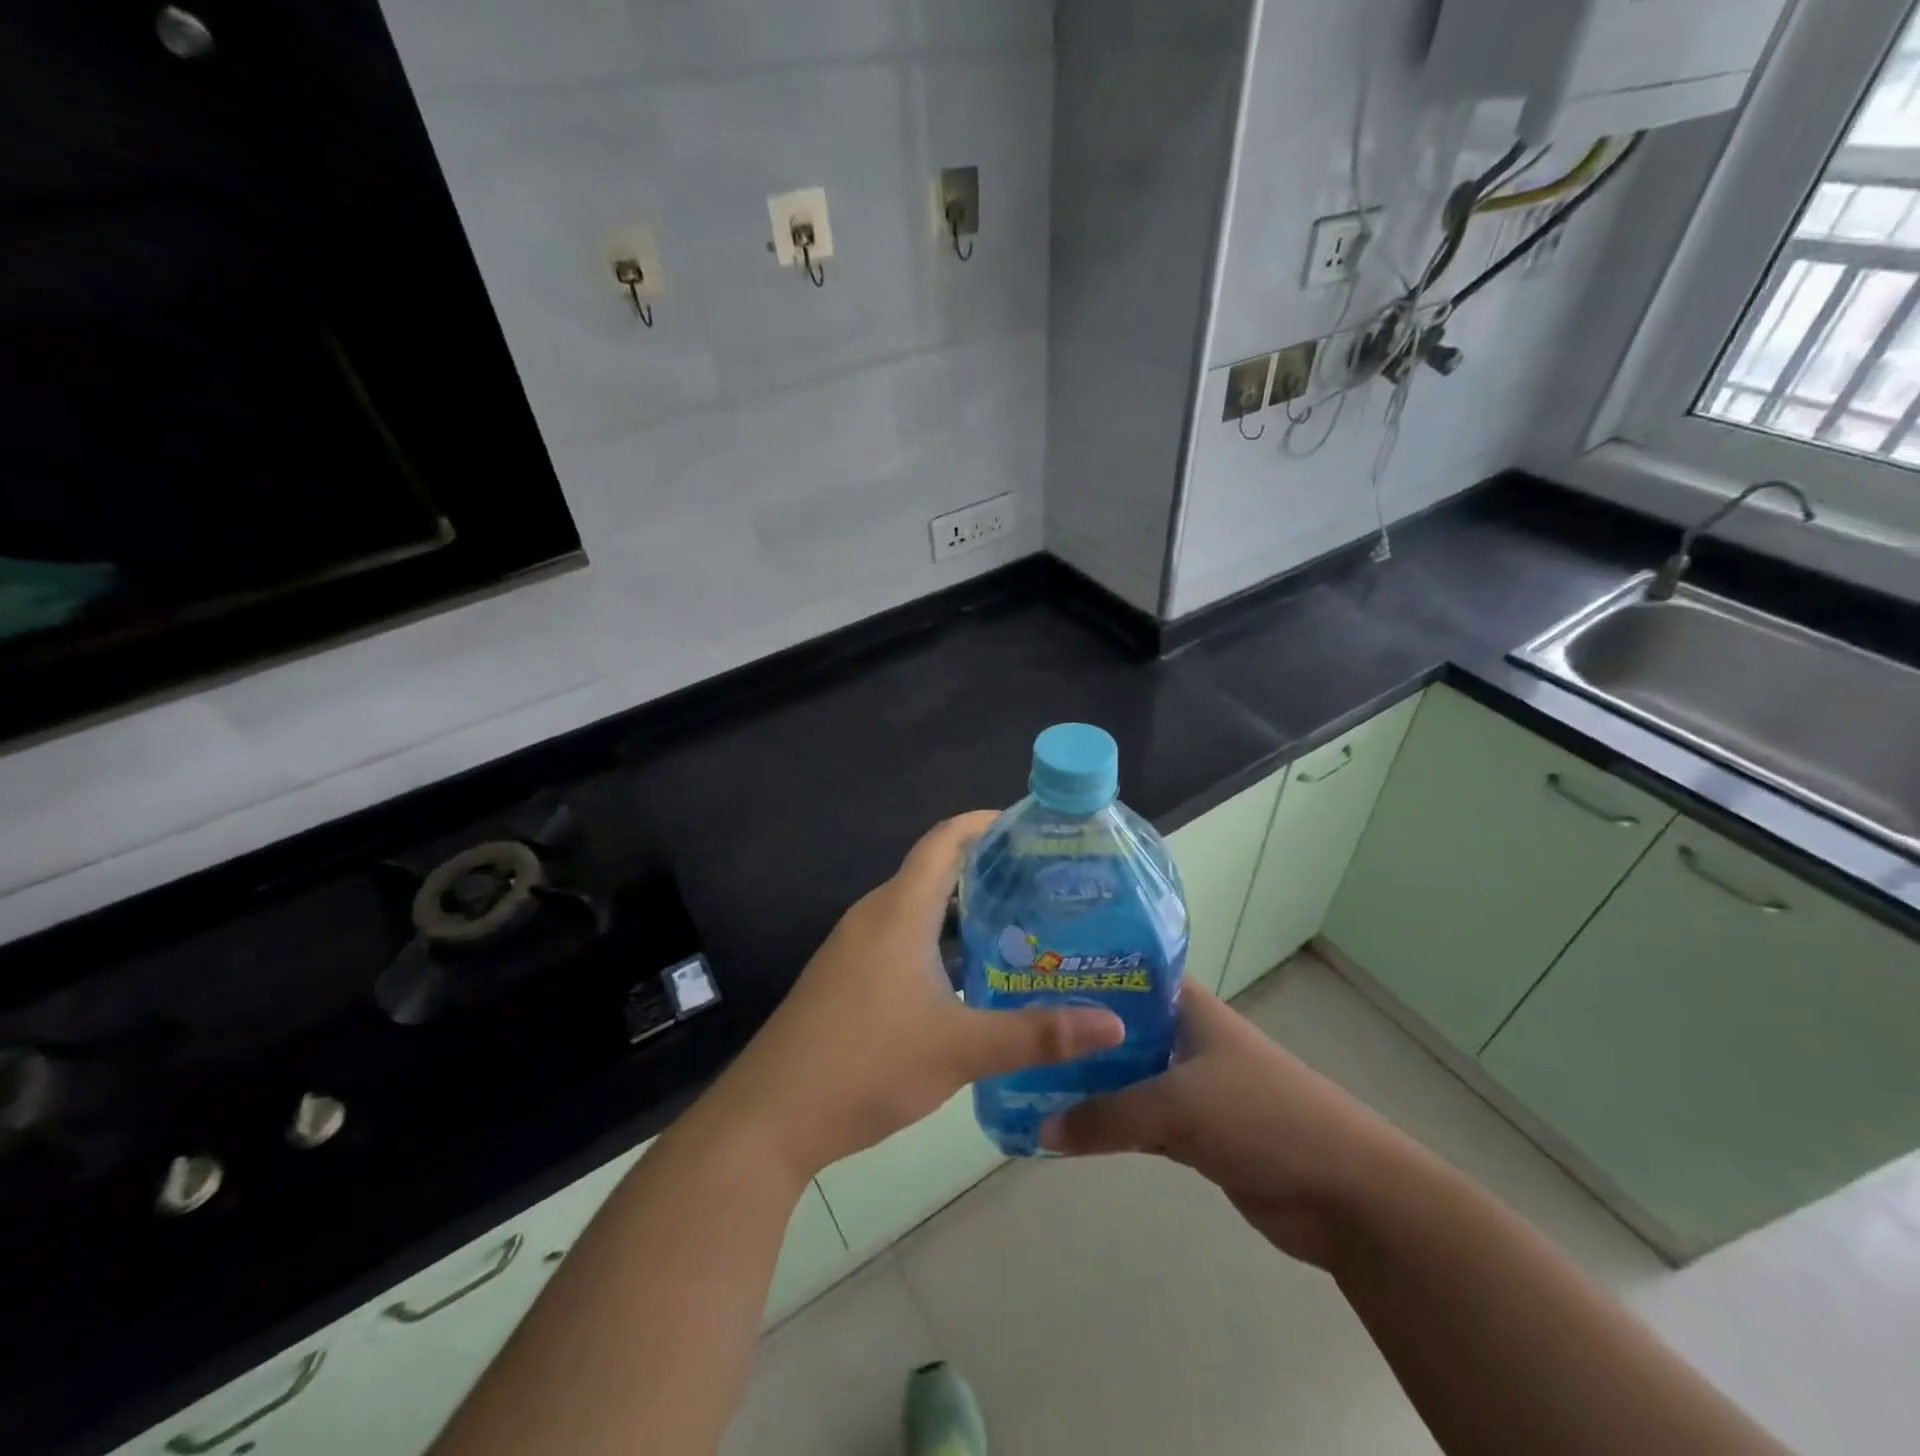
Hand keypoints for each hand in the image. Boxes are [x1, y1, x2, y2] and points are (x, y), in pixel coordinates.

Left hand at [702, 812, 1124, 1183]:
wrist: (770, 1117)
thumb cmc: (866, 1063)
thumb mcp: (960, 1048)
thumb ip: (1037, 1034)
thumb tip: (1114, 1024)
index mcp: (898, 910)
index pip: (944, 840)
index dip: (984, 823)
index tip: (1031, 827)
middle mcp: (873, 916)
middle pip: (934, 871)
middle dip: (986, 870)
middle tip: (1044, 885)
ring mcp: (853, 949)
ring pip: (917, 910)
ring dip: (963, 912)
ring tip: (1019, 928)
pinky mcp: (845, 979)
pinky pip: (900, 940)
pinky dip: (939, 942)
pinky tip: (971, 980)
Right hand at [1041, 979, 1411, 1268]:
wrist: (1346, 1193)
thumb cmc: (1263, 1117)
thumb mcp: (1177, 1105)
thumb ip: (1107, 1116)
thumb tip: (1040, 1128)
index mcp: (1190, 1008)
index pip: (1129, 972)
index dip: (1086, 969)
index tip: (1035, 972)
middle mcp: (1188, 1038)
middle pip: (1122, 1026)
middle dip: (1078, 1031)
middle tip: (1019, 1030)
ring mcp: (1193, 1086)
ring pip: (1129, 1077)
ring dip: (1091, 1082)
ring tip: (1031, 1075)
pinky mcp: (1197, 1133)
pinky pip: (1141, 1121)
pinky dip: (1111, 1125)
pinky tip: (1069, 1128)